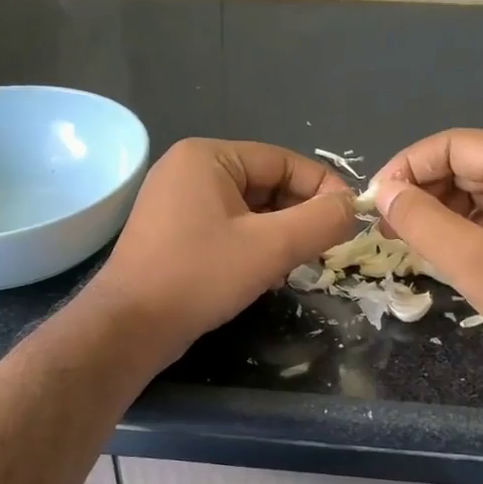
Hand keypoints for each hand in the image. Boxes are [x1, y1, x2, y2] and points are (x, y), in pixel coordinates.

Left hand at [86, 139, 356, 363]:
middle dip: (299, 215)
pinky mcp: (172, 232)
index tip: (351, 219)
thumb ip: (321, 221)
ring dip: (279, 234)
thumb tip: (353, 207)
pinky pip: (227, 226)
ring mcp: (176, 201)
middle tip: (326, 248)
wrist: (129, 327)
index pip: (283, 160)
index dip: (323, 188)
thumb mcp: (271, 248)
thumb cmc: (199, 277)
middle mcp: (188, 169)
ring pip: (249, 209)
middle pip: (266, 183)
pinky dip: (253, 244)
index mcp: (208, 156)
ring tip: (298, 264)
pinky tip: (266, 273)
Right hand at [371, 130, 482, 383]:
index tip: (376, 200)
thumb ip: (419, 219)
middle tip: (389, 225)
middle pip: (467, 163)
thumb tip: (384, 192)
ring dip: (443, 209)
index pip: (452, 145)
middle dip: (424, 191)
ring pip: (480, 187)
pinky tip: (447, 247)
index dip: (407, 167)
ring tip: (412, 240)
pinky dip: (468, 223)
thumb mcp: (469, 259)